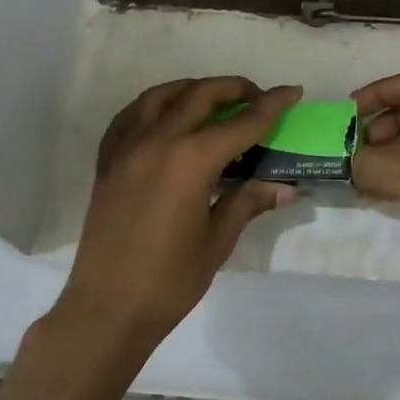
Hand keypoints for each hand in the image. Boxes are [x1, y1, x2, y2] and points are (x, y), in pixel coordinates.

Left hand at [58, 77, 302, 348]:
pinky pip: (130, 116)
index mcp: (191, 160)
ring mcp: (126, 148)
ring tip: (214, 101)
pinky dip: (155, 105)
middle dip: (234, 89)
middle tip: (258, 98)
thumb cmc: (169, 281)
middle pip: (200, 95)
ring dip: (193, 89)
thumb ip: (248, 202)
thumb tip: (285, 187)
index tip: (292, 91)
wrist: (106, 309)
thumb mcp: (217, 241)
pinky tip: (167, 117)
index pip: (241, 122)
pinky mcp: (107, 161)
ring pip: (161, 95)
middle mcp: (157, 141)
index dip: (272, 105)